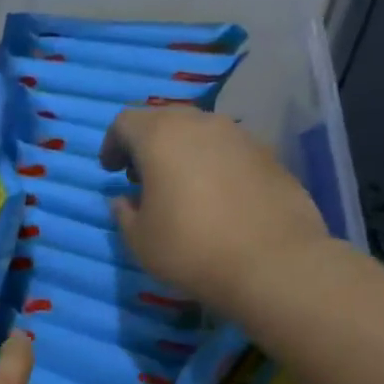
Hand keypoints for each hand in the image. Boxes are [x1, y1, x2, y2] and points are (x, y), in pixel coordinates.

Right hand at [100, 108, 329, 313]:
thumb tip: (125, 200)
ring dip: (182, 153)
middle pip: (164, 120)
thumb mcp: (139, 239)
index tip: (111, 171)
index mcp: (161, 137)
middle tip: (141, 178)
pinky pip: (228, 150)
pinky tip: (215, 198)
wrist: (272, 263)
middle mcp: (202, 124)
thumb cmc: (190, 248)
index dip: (112, 144)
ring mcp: (241, 136)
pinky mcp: (269, 155)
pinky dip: (212, 164)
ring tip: (179, 189)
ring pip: (200, 133)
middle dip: (147, 144)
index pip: (125, 122)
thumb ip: (124, 212)